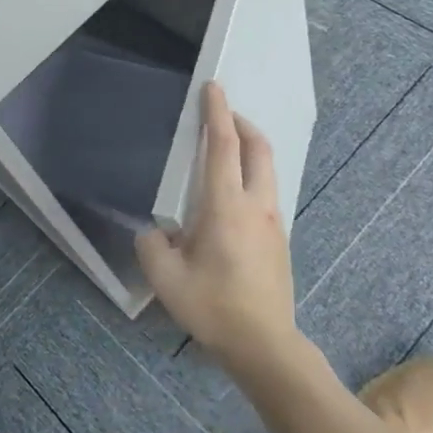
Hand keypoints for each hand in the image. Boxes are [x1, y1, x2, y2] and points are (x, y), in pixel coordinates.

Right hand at [135, 82, 299, 376]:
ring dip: (250, 149)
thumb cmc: (214, 307)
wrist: (264, 344)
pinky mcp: (280, 239)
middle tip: (223, 114)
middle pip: (258, 148)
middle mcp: (257, 205)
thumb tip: (156, 232)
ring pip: (268, 169)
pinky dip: (254, 175)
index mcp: (227, 206)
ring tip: (227, 151)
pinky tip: (234, 197)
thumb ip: (152, 245)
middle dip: (241, 123)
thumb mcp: (166, 279)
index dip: (216, 113)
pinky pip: (268, 192)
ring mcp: (274, 222)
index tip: (213, 87)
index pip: (223, 146)